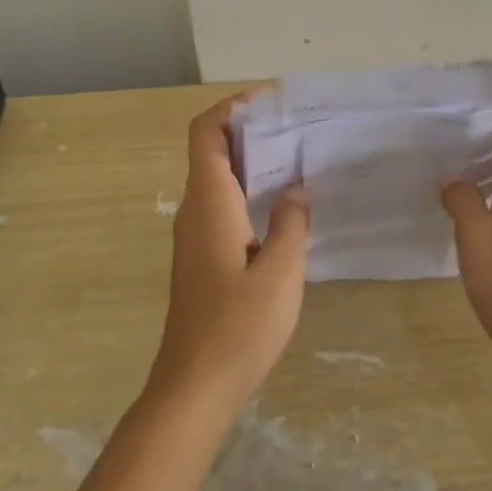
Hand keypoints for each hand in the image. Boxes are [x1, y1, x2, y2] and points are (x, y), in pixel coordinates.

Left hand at [146, 94, 310, 414]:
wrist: (194, 388)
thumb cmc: (239, 327)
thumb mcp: (281, 271)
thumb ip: (291, 222)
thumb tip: (297, 190)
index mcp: (210, 203)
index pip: (205, 133)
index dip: (231, 107)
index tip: (269, 101)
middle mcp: (195, 211)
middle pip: (211, 151)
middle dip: (248, 130)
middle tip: (294, 127)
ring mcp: (195, 236)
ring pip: (217, 179)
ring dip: (250, 161)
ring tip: (295, 158)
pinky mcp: (202, 257)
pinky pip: (222, 205)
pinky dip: (248, 190)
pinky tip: (282, 206)